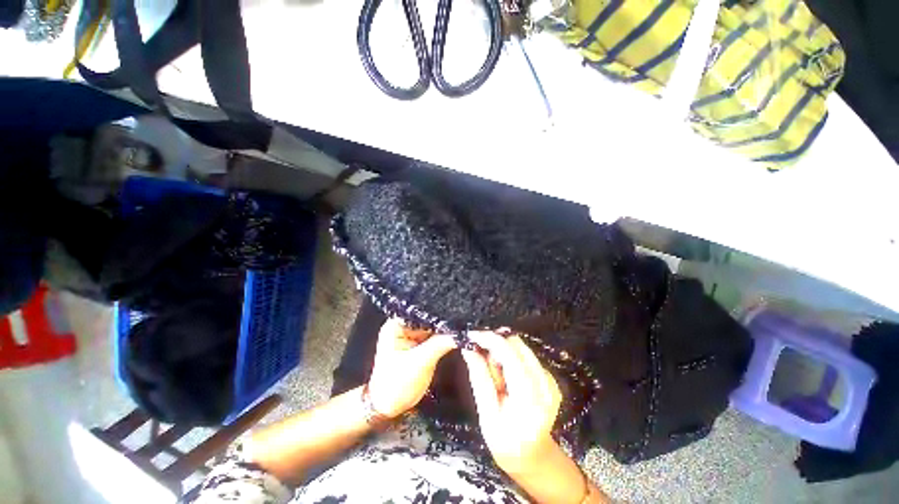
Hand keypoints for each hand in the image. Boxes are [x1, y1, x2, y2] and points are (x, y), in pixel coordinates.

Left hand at [367, 318, 456, 417]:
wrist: (388, 407)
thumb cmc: (397, 385)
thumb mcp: (420, 362)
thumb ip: (441, 344)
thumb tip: (461, 332)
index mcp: (396, 325)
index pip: (420, 310)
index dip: (437, 308)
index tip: (456, 308)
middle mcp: (404, 325)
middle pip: (427, 317)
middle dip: (443, 318)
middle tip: (463, 316)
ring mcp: (411, 335)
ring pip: (432, 326)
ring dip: (445, 327)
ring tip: (463, 323)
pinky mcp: (419, 344)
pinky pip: (434, 336)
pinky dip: (443, 336)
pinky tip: (456, 334)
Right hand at [461, 332, 562, 474]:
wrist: (534, 457)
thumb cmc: (505, 442)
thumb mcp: (487, 416)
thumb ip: (479, 378)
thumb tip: (468, 348)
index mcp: (530, 399)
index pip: (510, 355)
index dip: (490, 340)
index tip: (471, 335)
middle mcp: (545, 385)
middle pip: (517, 345)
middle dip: (496, 345)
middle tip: (482, 361)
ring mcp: (550, 380)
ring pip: (521, 347)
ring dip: (503, 351)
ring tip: (495, 374)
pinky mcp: (550, 377)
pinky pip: (525, 355)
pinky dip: (511, 358)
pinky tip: (506, 377)